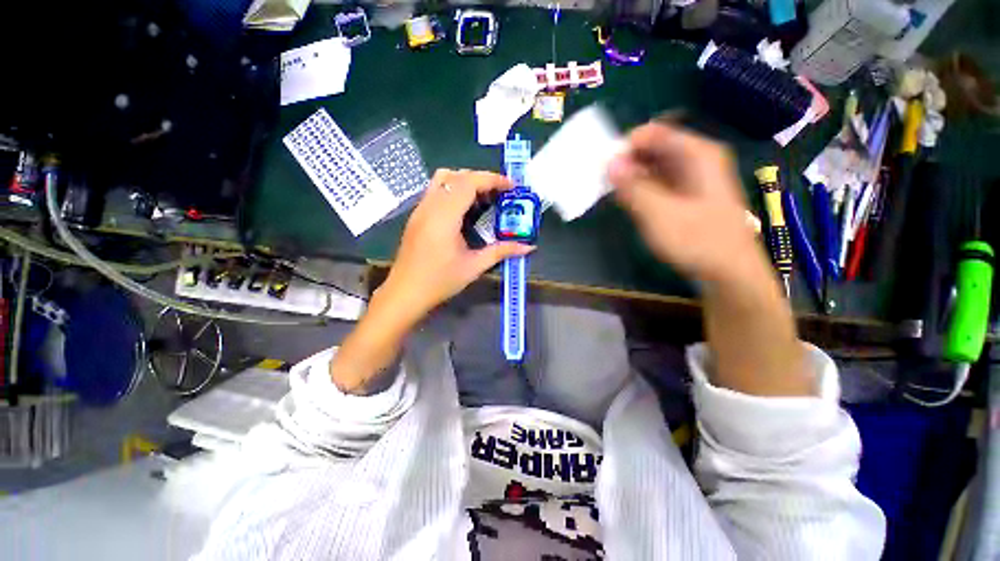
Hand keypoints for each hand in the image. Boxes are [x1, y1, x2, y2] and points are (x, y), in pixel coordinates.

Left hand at [379, 169, 534, 322]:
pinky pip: (436, 191)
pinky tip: (465, 210)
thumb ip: (502, 252)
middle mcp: (430, 206)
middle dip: (482, 179)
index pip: (468, 182)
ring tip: (483, 199)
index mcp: (444, 216)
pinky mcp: (417, 215)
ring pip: (443, 179)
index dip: (492, 179)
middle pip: (456, 176)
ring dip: (466, 182)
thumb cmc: (440, 281)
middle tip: (500, 194)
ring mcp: (420, 209)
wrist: (405, 293)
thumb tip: (529, 247)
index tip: (511, 186)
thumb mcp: (474, 266)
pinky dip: (454, 190)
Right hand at [607, 122, 765, 284]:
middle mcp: (696, 159)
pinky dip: (640, 188)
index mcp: (698, 154)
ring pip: (653, 165)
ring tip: (612, 192)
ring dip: (630, 176)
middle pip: (653, 147)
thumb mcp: (660, 215)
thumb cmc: (699, 242)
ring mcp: (691, 177)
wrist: (729, 272)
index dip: (626, 146)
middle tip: (604, 182)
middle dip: (626, 161)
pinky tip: (628, 201)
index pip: (653, 133)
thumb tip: (609, 163)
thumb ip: (634, 188)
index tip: (604, 167)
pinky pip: (657, 181)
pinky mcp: (685, 194)